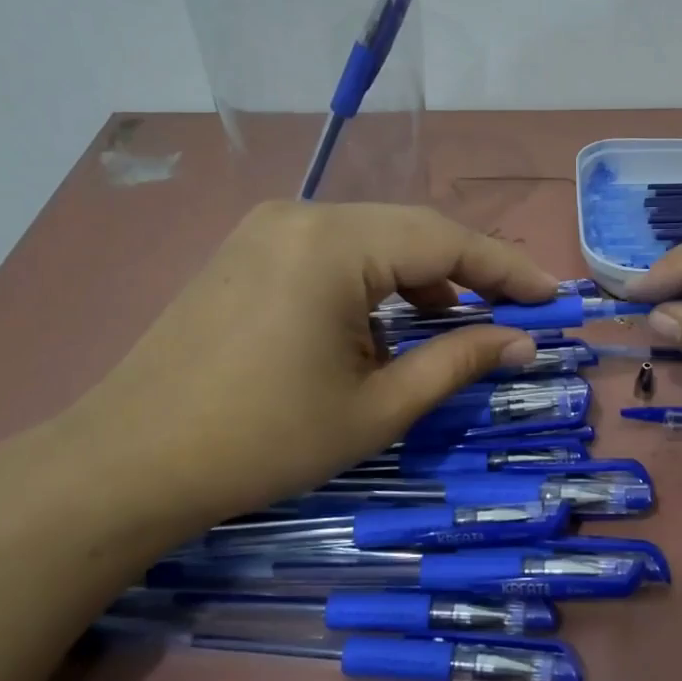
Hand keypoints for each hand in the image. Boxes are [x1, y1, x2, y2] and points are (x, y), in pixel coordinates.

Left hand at [64, 201, 557, 530]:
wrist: (127, 465)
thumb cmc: (263, 440)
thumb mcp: (377, 407)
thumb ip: (458, 361)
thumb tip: (523, 342)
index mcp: (334, 244)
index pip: (446, 241)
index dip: (508, 269)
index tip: (554, 296)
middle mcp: (301, 215)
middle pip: (411, 231)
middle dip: (470, 270)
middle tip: (518, 309)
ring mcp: (267, 228)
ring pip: (373, 239)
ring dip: (421, 277)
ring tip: (457, 321)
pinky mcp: (248, 251)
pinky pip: (334, 252)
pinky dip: (375, 282)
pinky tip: (387, 322)